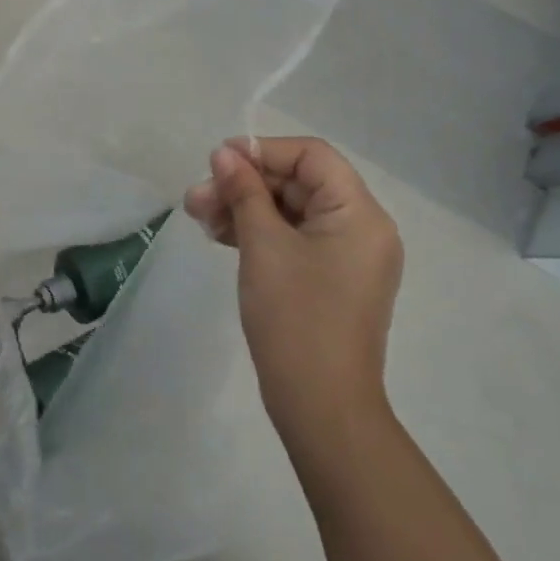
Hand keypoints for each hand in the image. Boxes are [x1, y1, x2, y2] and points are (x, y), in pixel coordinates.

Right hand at [185, 137, 402, 451]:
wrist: (321, 409)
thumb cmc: (296, 317)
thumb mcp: (263, 245)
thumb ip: (243, 191)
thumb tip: (224, 154)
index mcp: (360, 213)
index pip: (312, 156)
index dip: (263, 150)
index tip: (218, 160)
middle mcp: (362, 228)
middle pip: (299, 183)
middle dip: (245, 184)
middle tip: (197, 197)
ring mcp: (347, 256)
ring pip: (291, 212)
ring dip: (245, 208)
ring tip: (199, 216)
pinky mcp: (330, 279)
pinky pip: (294, 239)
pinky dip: (259, 233)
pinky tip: (220, 235)